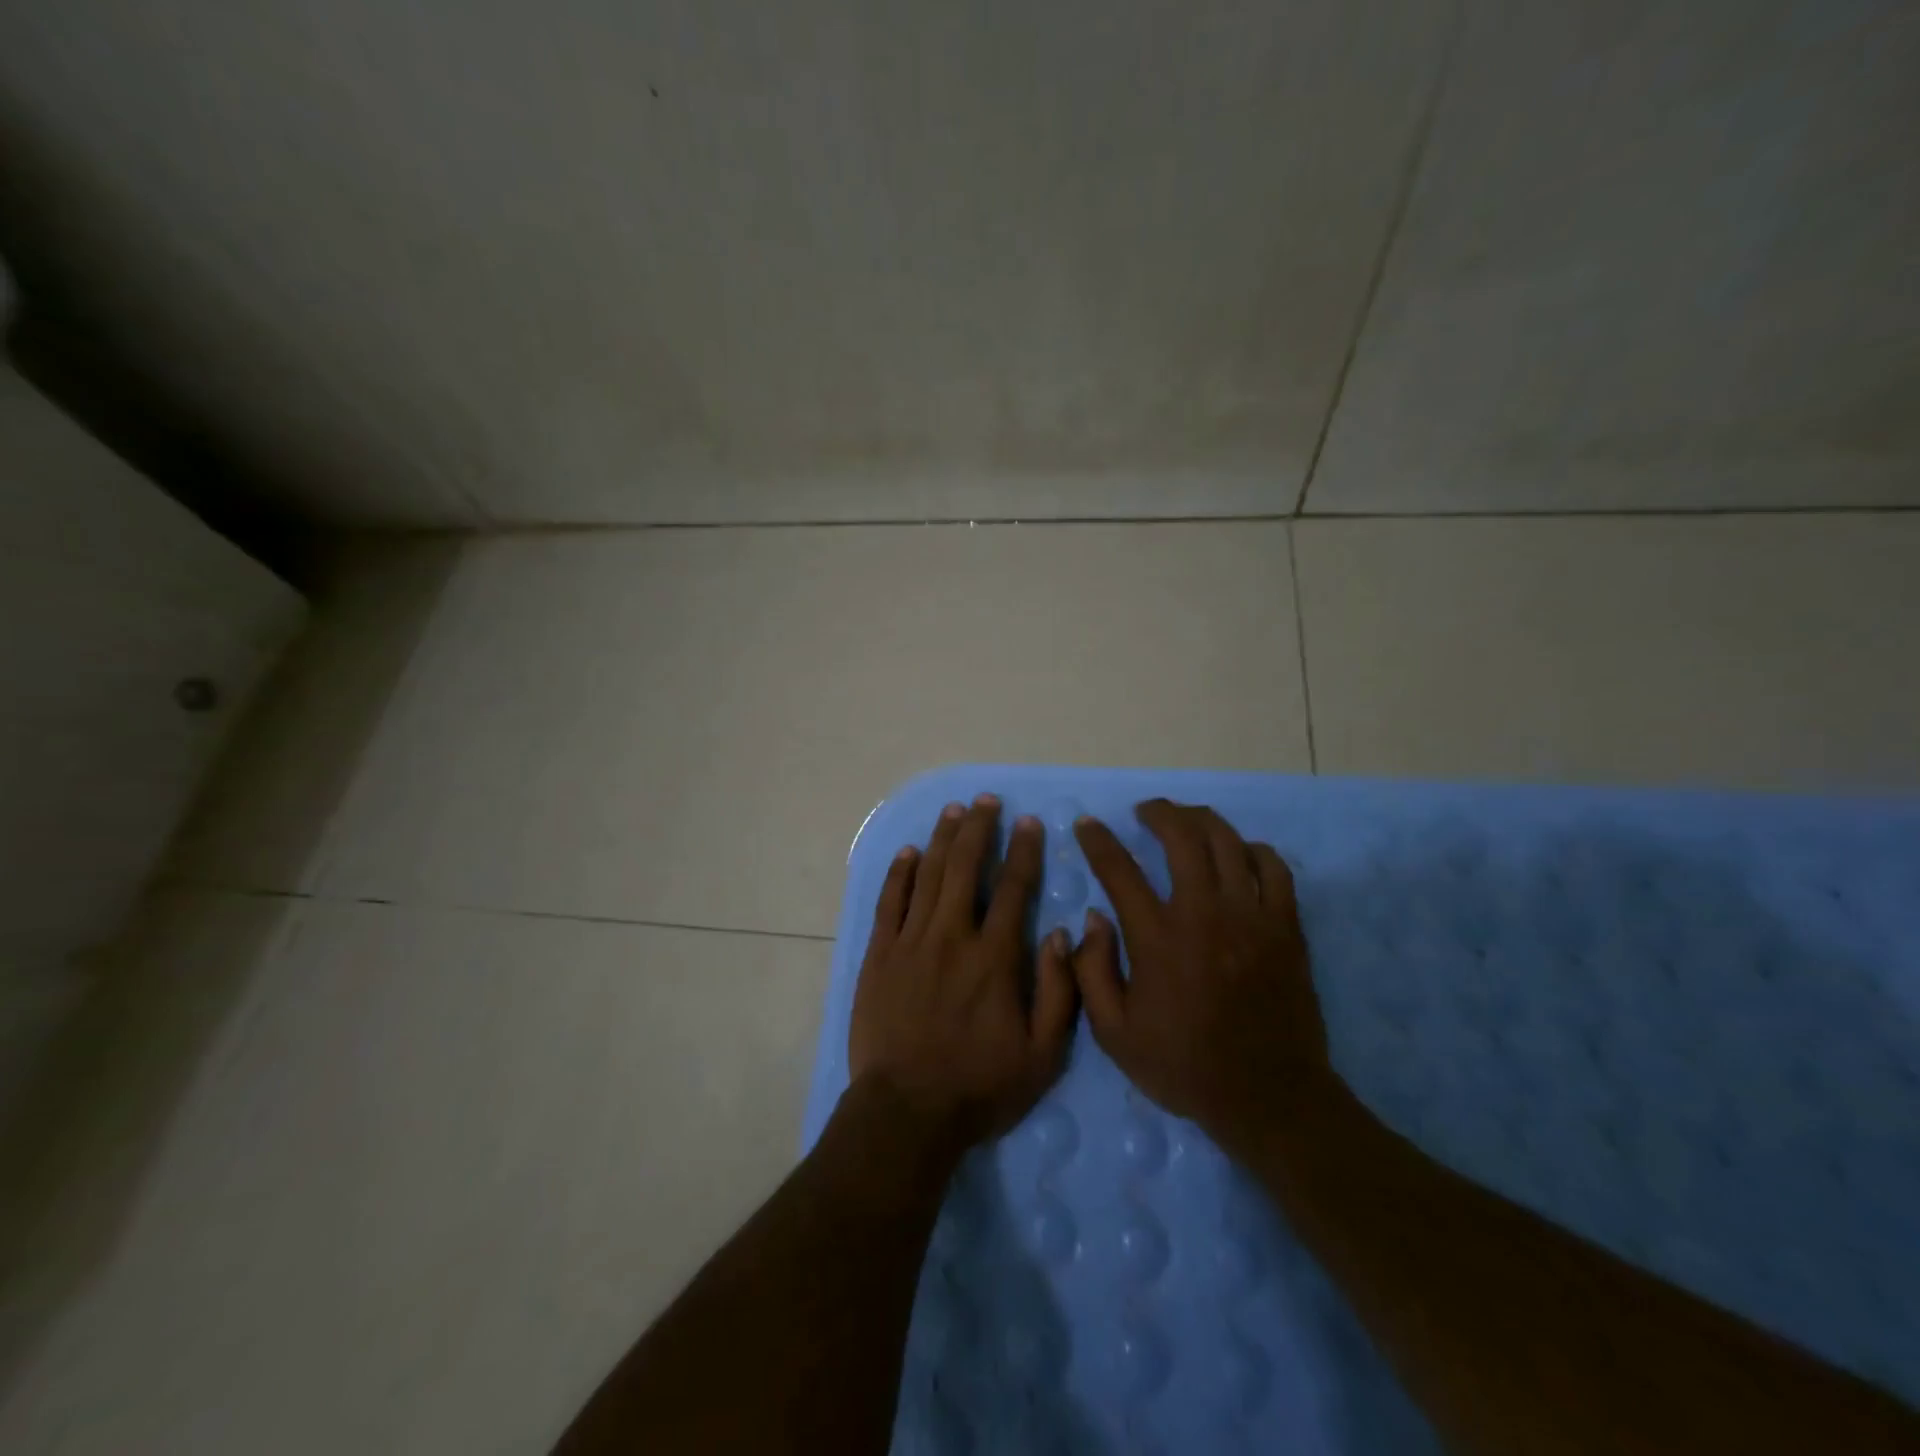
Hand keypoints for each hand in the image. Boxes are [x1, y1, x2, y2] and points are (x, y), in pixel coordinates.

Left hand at [848, 794, 1078, 1152]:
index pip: (1014, 888)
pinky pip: (889, 901)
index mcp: (995, 957)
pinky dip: (899, 873)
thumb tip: (1060, 933)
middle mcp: (952, 936)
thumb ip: (1058, 990)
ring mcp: (910, 941)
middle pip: (966, 867)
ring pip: (928, 875)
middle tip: (986, 801)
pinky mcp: (879, 955)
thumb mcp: (1042, 1054)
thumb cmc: (979, 1086)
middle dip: (979, 828)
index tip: (1030, 822)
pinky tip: (908, 851)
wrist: (906, 1112)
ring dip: (942, 839)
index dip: (1024, 850)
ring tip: (953, 811)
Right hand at [1070, 799, 1331, 1154]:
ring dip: (1202, 821)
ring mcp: (1251, 916)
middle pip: (1183, 836)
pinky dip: (1253, 850)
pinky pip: (1274, 867)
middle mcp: (1204, 914)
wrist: (1269, 1096)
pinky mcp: (1286, 927)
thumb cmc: (1183, 1066)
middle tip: (1145, 812)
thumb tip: (1093, 919)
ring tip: (1187, 821)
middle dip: (1159, 813)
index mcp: (1157, 938)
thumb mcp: (1113, 1034)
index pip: (1120, 870)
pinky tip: (1239, 853)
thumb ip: (1092, 971)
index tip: (1088, 825)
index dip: (1099, 841)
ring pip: (1228, 842)